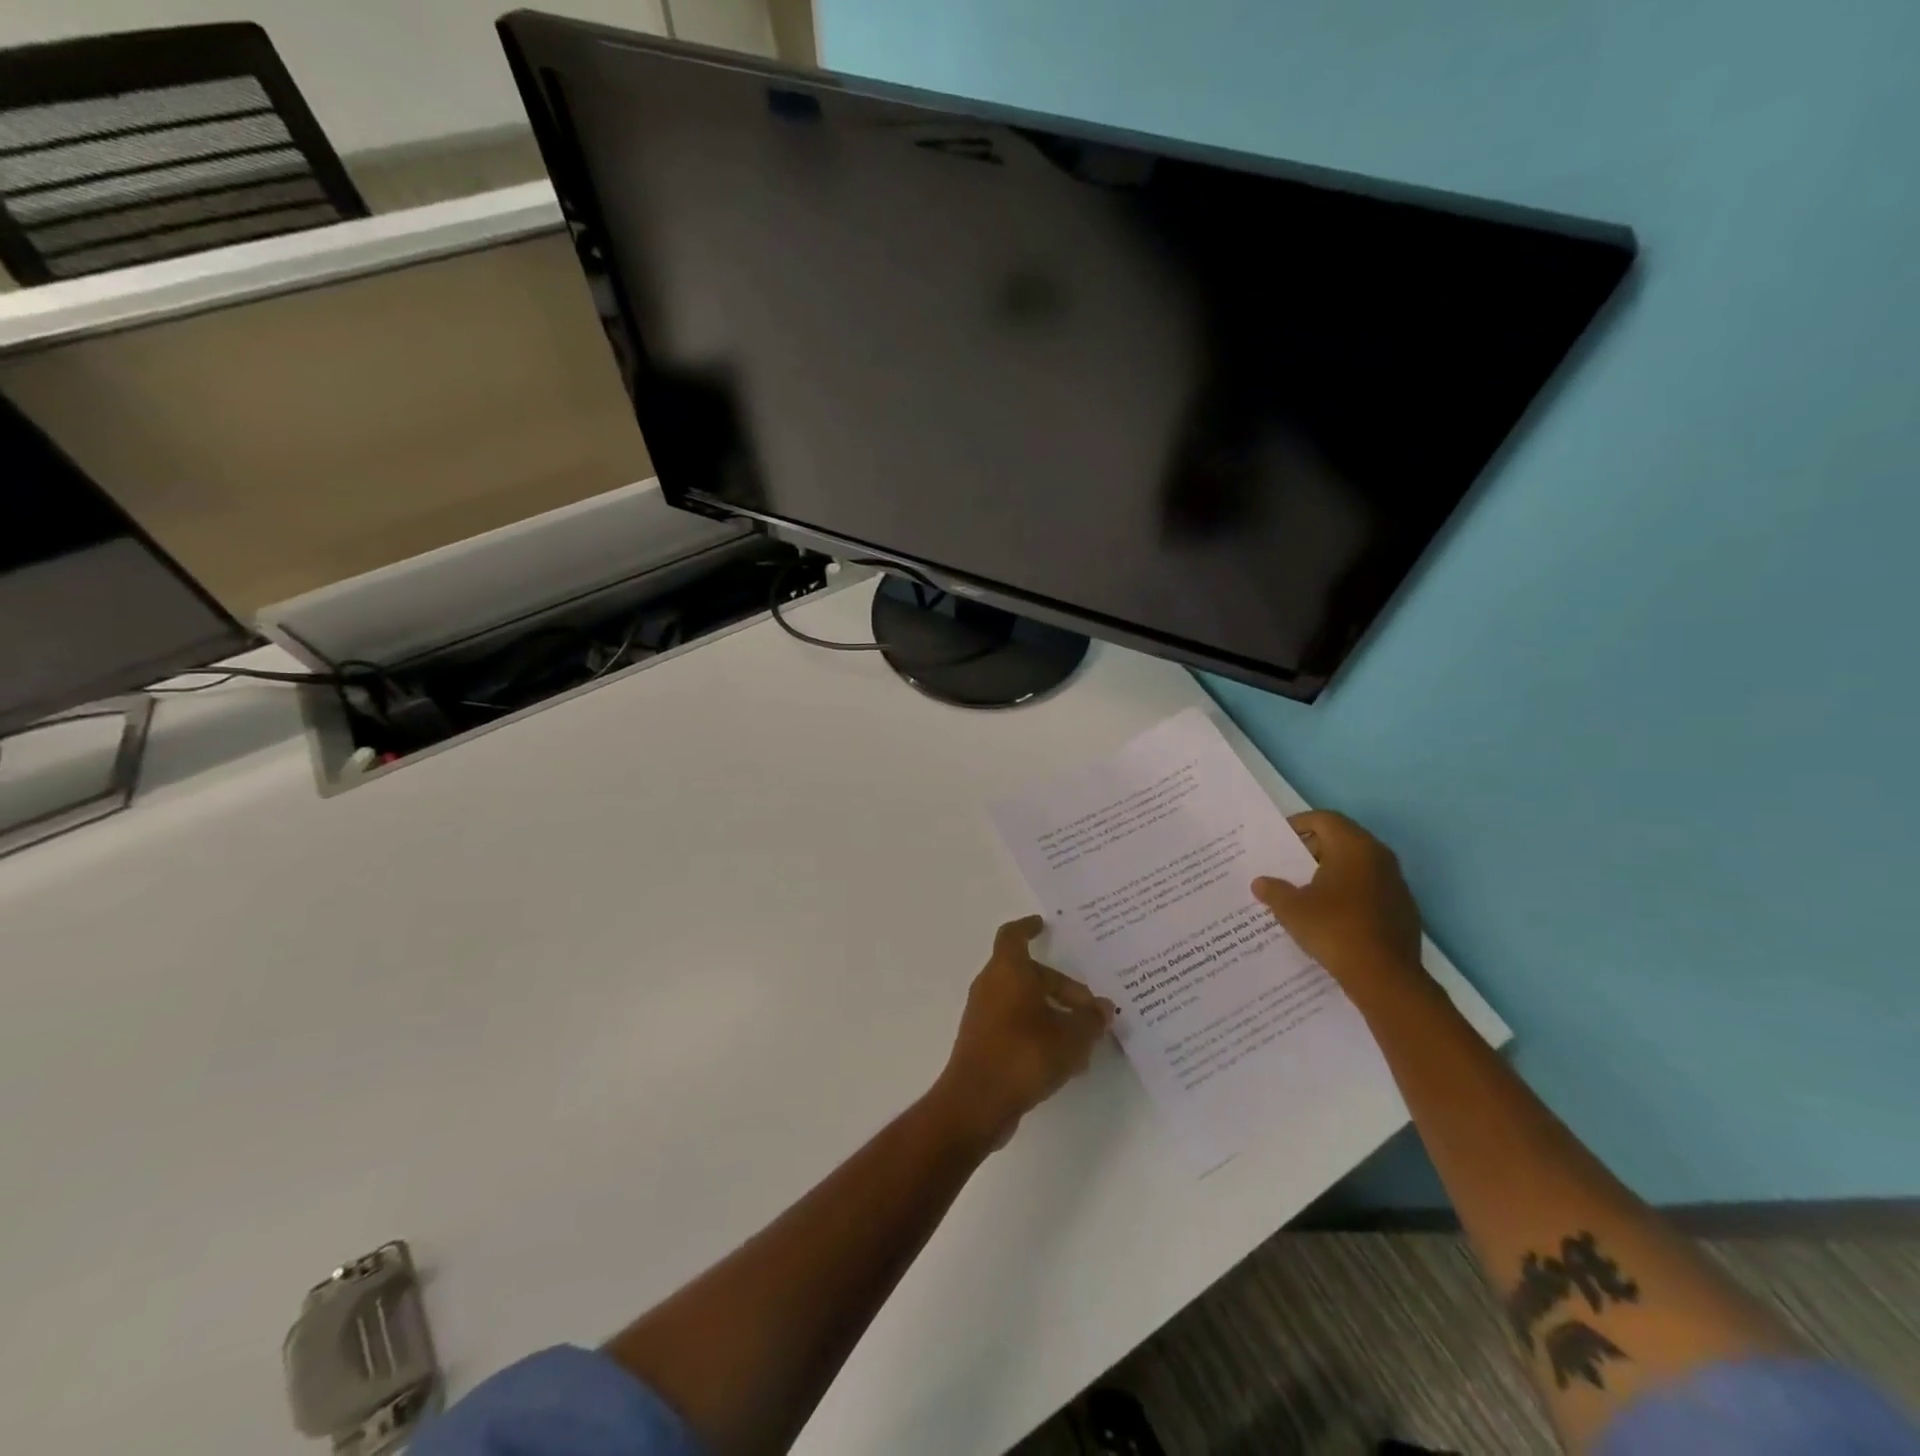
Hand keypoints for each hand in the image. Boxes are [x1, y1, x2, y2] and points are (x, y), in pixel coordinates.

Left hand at [932, 916, 1114, 1150]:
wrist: (977, 1102)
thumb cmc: (1024, 1054)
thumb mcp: (1071, 1036)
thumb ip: (1091, 1020)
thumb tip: (1104, 1009)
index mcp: (1007, 970)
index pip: (1014, 936)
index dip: (1028, 928)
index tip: (1044, 926)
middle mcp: (991, 986)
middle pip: (1028, 975)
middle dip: (1061, 987)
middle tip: (1091, 1008)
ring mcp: (983, 1016)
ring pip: (1024, 1003)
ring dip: (1053, 1014)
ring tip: (1085, 1040)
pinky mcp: (983, 1043)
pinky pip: (1016, 1026)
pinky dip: (1039, 1033)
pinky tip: (1066, 1062)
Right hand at [1252, 811, 1425, 997]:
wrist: (1385, 977)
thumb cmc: (1334, 929)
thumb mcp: (1291, 909)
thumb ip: (1273, 890)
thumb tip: (1261, 883)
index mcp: (1354, 847)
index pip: (1324, 819)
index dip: (1299, 824)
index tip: (1279, 840)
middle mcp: (1379, 857)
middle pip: (1342, 839)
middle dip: (1313, 850)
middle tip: (1287, 866)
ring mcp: (1396, 884)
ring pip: (1358, 866)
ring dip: (1332, 872)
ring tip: (1305, 891)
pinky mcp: (1403, 909)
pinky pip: (1370, 889)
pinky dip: (1349, 893)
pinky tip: (1331, 915)